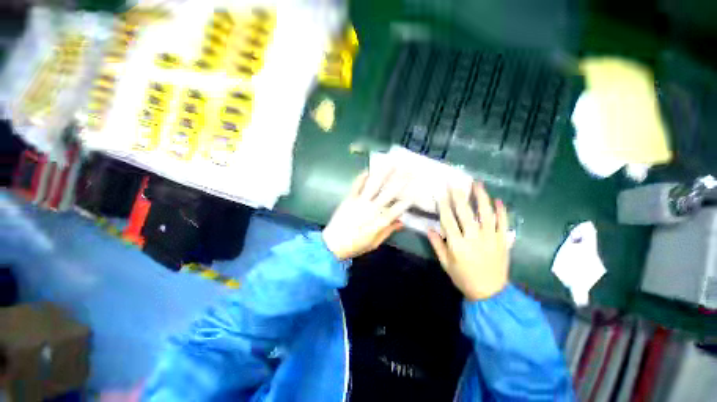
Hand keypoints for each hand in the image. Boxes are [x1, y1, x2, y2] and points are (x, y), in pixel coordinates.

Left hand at [323, 169, 412, 259]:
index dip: (409, 198)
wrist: (333, 244)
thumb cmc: (355, 246)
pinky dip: (362, 176)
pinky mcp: (349, 198)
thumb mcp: (375, 243)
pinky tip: (368, 169)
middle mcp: (373, 208)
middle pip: (390, 192)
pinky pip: (357, 185)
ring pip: (374, 184)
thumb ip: (388, 231)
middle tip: (410, 169)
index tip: (416, 190)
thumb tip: (401, 222)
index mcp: (381, 221)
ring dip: (384, 173)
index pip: (399, 207)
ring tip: (392, 163)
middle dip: (401, 180)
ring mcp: (361, 201)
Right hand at [427, 183, 509, 300]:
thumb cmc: (464, 278)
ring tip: (477, 184)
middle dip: (459, 196)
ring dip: (481, 197)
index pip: (448, 220)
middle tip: (455, 183)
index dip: (443, 205)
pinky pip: (503, 223)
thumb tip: (429, 228)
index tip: (440, 193)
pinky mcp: (503, 241)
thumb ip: (437, 245)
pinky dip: (502, 211)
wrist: (491, 293)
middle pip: (465, 213)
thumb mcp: (446, 264)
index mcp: (457, 245)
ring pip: (486, 214)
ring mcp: (491, 238)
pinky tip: (498, 200)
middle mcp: (474, 238)